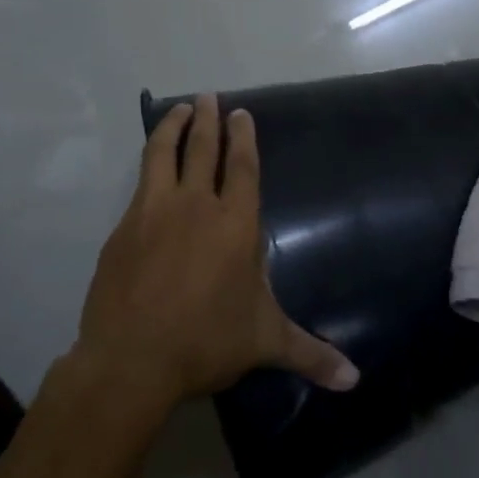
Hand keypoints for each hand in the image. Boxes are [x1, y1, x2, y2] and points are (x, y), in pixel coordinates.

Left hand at [75, 93, 359, 409]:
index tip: (240, 114)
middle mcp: (195, 206)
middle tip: (208, 97)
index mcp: (235, 224)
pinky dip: (148, 165)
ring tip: (178, 109)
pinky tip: (150, 168)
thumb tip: (355, 380)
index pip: (242, 168)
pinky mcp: (123, 228)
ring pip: (162, 155)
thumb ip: (311, 353)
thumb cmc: (206, 341)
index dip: (243, 138)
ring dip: (172, 127)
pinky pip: (140, 185)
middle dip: (207, 120)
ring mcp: (154, 212)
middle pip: (202, 150)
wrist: (132, 358)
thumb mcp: (264, 342)